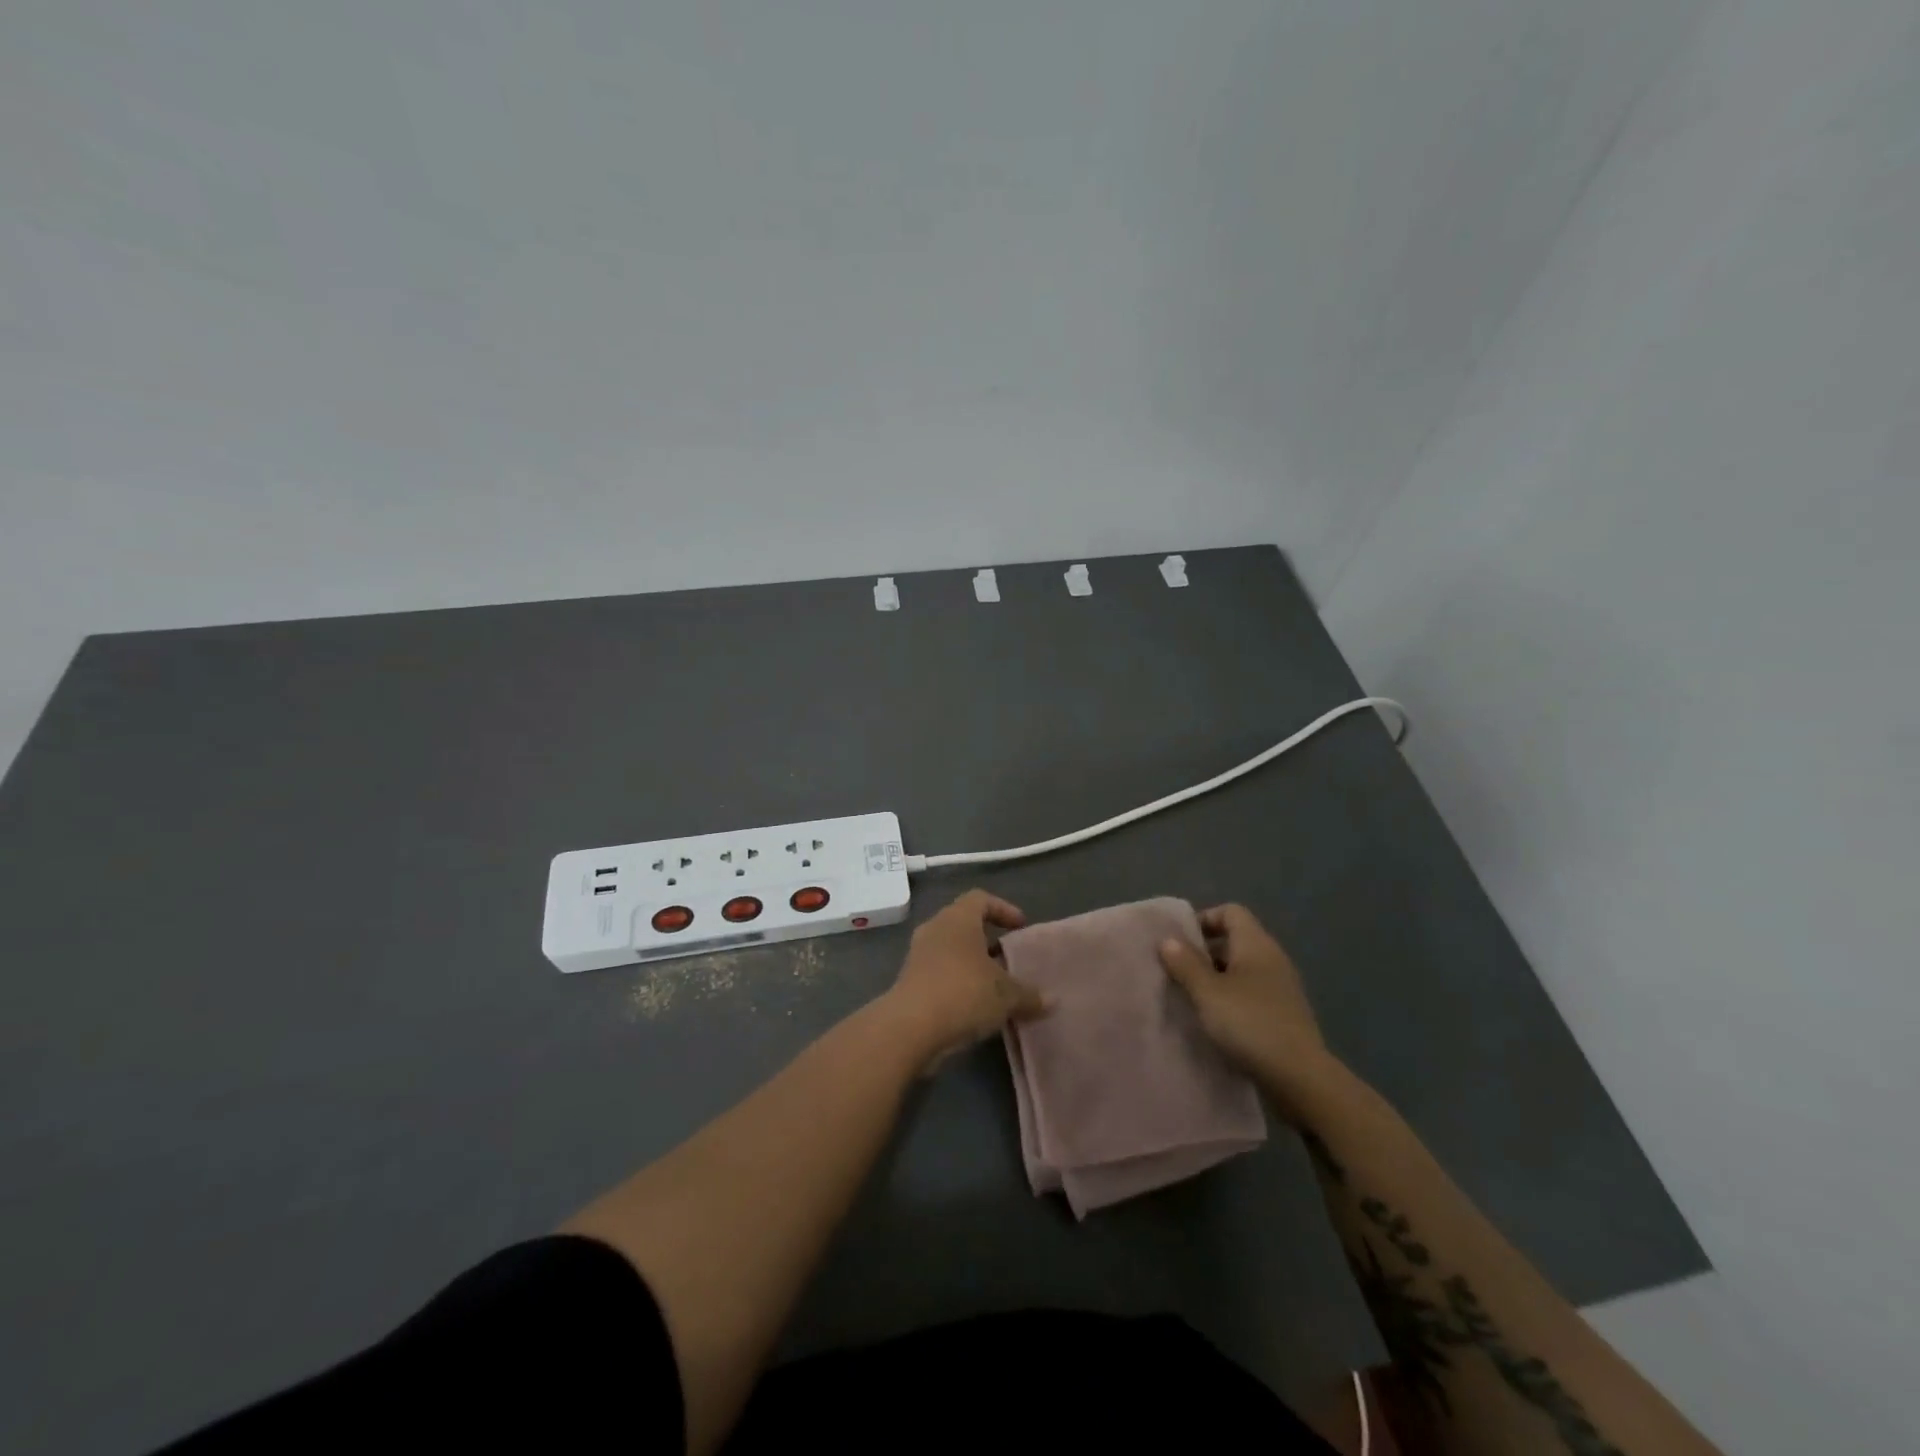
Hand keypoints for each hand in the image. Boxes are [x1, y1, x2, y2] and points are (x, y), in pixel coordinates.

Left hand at [884, 890, 1047, 1073]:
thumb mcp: (1006, 996)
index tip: (1020, 928)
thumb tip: (1052, 1000)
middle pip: (964, 924)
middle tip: (1009, 958)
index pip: (980, 899)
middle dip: (987, 939)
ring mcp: (918, 955)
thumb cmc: (963, 993)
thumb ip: (1029, 995)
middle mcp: (935, 929)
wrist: (910, 1028)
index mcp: (958, 919)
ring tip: (995, 986)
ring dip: (972, 964)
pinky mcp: (909, 981)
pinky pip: (939, 973)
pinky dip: (957, 983)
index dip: (1003, 909)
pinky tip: (975, 1007)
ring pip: (950, 950)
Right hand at [1158, 904, 1339, 1122]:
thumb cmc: (1250, 1023)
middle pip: (1235, 940)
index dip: (1204, 919)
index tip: (1180, 942)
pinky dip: (1232, 1000)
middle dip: (1205, 952)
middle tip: (1178, 971)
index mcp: (1256, 944)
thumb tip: (1168, 939)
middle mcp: (1272, 959)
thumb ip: (1185, 963)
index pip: (1231, 912)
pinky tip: (1216, 1021)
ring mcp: (1282, 988)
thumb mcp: (1208, 992)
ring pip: (1242, 970)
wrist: (1300, 1078)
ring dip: (1216, 979)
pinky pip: (1252, 995)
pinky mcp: (1285, 1015)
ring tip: (1192, 998)